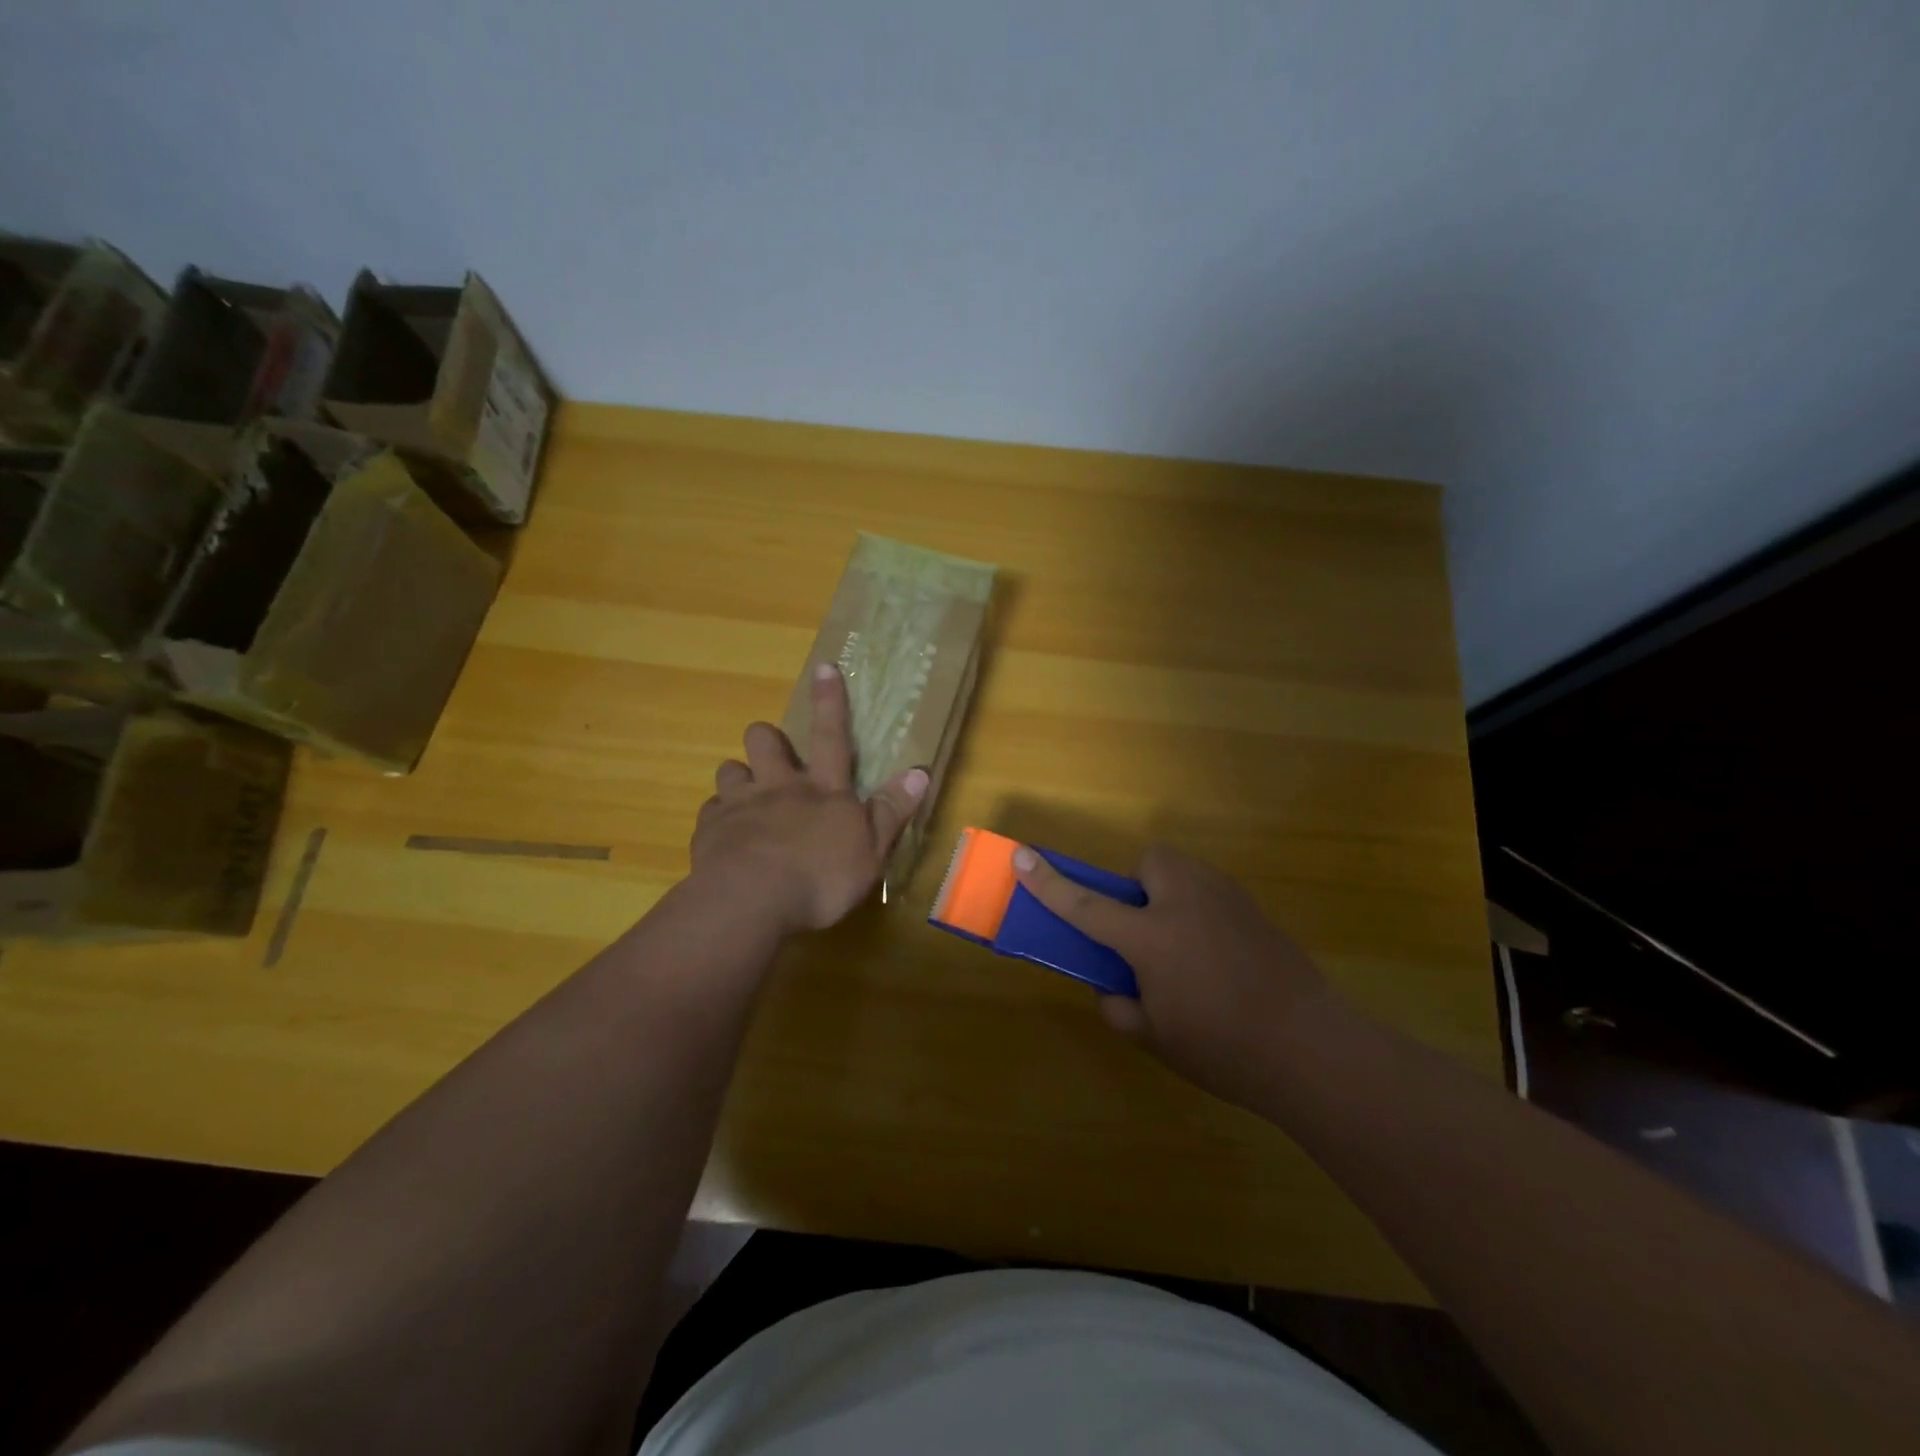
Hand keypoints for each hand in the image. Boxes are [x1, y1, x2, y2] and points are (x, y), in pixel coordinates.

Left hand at [691, 663, 928, 934]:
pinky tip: (725, 837)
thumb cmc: (821, 879)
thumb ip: (891, 811)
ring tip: (747, 797)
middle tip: (775, 757)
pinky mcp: (710, 830)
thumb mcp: (871, 851)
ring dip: (739, 777)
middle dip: (768, 738)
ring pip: (730, 769)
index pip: (831, 736)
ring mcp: (740, 805)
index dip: (830, 701)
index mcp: (822, 790)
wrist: (751, 902)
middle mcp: (779, 787)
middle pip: (765, 741)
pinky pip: (710, 811)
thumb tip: (919, 772)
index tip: (824, 667)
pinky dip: (719, 818)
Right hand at [1012, 843, 1338, 1107]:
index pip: (1085, 905)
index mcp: (1152, 938)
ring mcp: (1225, 899)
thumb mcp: (1155, 1038)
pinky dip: (1200, 910)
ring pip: (1182, 872)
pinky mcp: (1253, 907)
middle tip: (1144, 932)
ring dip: (1169, 895)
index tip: (1021, 857)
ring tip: (1185, 947)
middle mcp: (1186, 902)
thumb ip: (1119, 1006)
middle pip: (1149, 862)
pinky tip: (1219, 956)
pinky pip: (1210, 892)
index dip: (1047, 882)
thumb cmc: (1224, 1049)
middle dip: (1138, 886)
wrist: (1313, 1048)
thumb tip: (1111, 986)